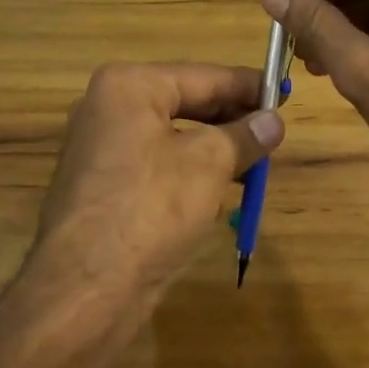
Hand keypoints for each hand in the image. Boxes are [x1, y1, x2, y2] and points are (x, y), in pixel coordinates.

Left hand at [29, 63, 282, 315]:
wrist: (85, 290)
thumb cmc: (151, 208)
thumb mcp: (209, 165)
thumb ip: (244, 135)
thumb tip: (274, 121)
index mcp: (128, 86)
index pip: (202, 76)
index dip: (246, 86)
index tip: (283, 93)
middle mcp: (107, 107)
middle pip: (185, 102)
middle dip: (231, 119)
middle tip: (274, 130)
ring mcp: (100, 148)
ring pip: (172, 135)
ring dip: (214, 148)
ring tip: (256, 162)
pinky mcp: (102, 185)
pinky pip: (156, 164)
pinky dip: (188, 170)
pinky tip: (221, 190)